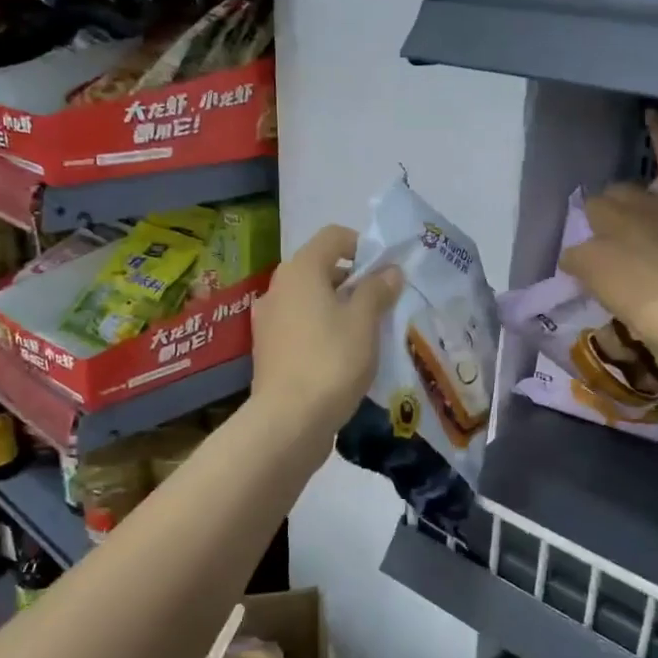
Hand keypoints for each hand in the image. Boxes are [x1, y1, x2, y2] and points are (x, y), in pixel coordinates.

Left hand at [250, 224, 402, 434]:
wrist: (288, 420)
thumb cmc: (331, 360)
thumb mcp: (364, 322)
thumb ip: (377, 290)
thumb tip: (389, 271)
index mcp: (300, 270)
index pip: (333, 236)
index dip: (363, 246)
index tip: (385, 273)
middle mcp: (278, 287)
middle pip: (321, 268)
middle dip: (354, 281)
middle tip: (382, 306)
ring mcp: (268, 319)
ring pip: (310, 300)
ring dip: (338, 308)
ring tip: (366, 334)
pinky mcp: (268, 349)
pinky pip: (300, 326)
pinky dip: (322, 330)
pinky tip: (342, 356)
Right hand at [562, 112, 657, 358]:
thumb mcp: (622, 318)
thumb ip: (609, 292)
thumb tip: (610, 281)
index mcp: (589, 261)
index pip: (575, 257)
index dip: (588, 267)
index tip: (603, 281)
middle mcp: (607, 225)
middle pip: (597, 214)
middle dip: (605, 229)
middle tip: (626, 251)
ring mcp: (646, 205)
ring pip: (624, 192)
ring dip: (626, 203)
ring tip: (639, 217)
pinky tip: (654, 114)